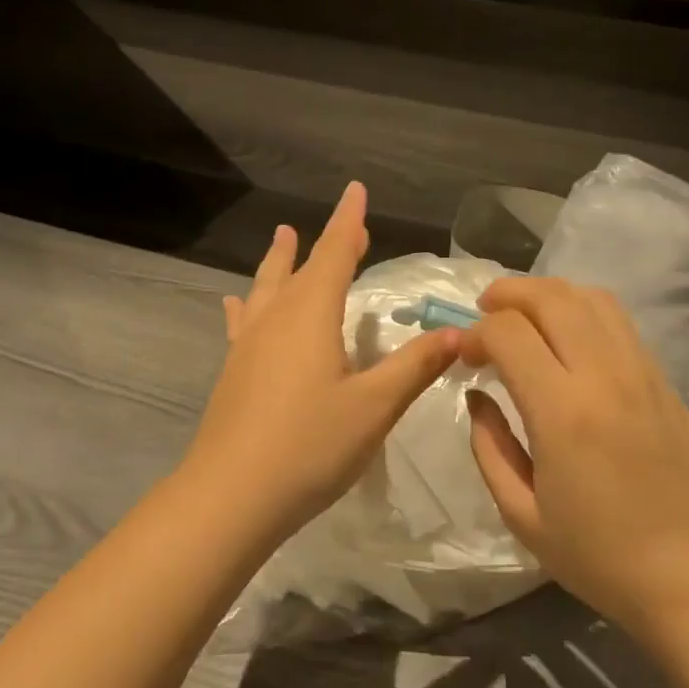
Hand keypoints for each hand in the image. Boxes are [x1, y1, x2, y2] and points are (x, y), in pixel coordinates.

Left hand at [180, 182, 461, 547]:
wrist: (229, 497)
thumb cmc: (309, 446)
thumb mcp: (374, 407)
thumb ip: (415, 366)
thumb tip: (459, 333)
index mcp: (311, 314)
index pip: (335, 252)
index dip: (349, 221)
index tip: (356, 189)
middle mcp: (276, 318)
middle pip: (302, 266)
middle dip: (327, 243)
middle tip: (346, 226)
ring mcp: (249, 343)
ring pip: (267, 287)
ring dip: (280, 260)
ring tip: (283, 235)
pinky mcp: (234, 370)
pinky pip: (244, 321)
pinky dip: (247, 304)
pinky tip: (235, 303)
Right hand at [461, 278, 688, 643]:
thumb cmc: (601, 557)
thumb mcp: (522, 516)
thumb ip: (489, 447)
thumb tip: (477, 396)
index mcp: (563, 412)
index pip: (509, 333)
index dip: (476, 334)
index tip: (464, 356)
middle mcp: (603, 375)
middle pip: (549, 297)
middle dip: (507, 294)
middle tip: (484, 313)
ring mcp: (639, 370)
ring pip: (587, 296)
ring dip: (546, 294)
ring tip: (524, 316)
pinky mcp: (661, 377)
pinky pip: (616, 319)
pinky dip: (580, 309)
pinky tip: (566, 336)